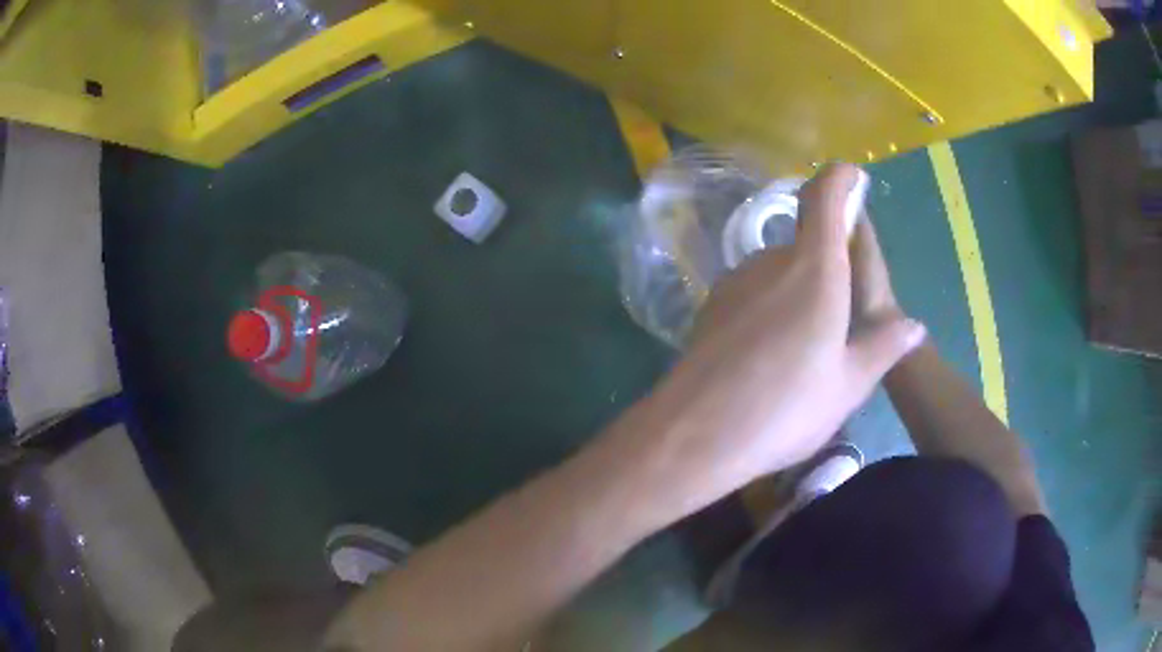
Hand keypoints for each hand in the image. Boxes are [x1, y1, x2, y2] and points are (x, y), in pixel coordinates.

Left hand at [629, 163, 926, 519]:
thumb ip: (883, 346)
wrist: (695, 435)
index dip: (840, 179)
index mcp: (815, 269)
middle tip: (842, 321)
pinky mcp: (711, 307)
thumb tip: (914, 326)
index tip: (854, 178)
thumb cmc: (786, 409)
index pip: (824, 197)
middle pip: (806, 243)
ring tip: (807, 350)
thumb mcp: (848, 385)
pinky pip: (754, 293)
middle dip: (829, 268)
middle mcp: (771, 262)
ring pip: (780, 272)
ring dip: (799, 294)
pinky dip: (772, 309)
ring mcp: (735, 282)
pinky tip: (770, 357)